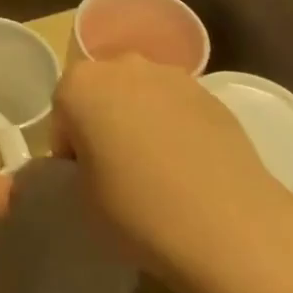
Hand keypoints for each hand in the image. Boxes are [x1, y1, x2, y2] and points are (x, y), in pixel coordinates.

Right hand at [53, 56, 292, 289]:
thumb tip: (93, 162)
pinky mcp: (210, 93)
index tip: (85, 180)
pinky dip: (175, 128)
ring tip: (157, 170)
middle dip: (104, 123)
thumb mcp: (83, 198)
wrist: (230, 225)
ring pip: (140, 95)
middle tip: (117, 170)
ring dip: (140, 121)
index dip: (69, 149)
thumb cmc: (139, 210)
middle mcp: (121, 66)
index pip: (62, 114)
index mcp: (79, 85)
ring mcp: (170, 75)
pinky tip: (189, 168)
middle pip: (101, 93)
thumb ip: (78, 166)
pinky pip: (176, 107)